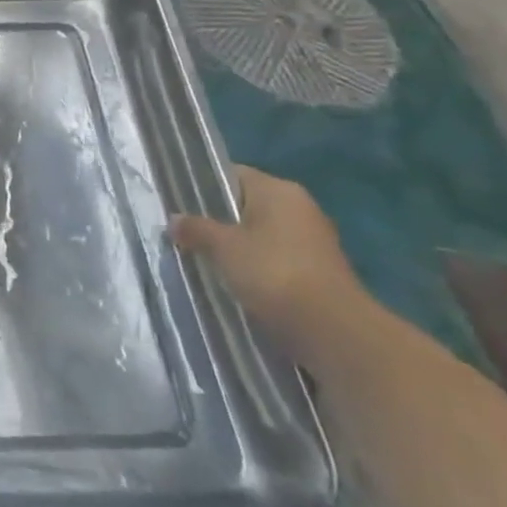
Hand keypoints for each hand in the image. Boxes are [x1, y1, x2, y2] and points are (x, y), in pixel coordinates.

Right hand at [172, 166, 366, 351]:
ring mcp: (313, 241)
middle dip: (217, 219)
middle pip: (247, 205)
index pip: (232, 175)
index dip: (203, 186)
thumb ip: (196, 229)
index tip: (178, 203)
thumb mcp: (223, 247)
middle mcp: (300, 208)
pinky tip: (234, 281)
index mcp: (278, 190)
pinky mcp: (318, 271)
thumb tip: (174, 220)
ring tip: (203, 258)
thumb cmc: (273, 272)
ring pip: (261, 234)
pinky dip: (256, 266)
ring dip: (236, 246)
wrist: (333, 330)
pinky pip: (275, 258)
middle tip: (185, 233)